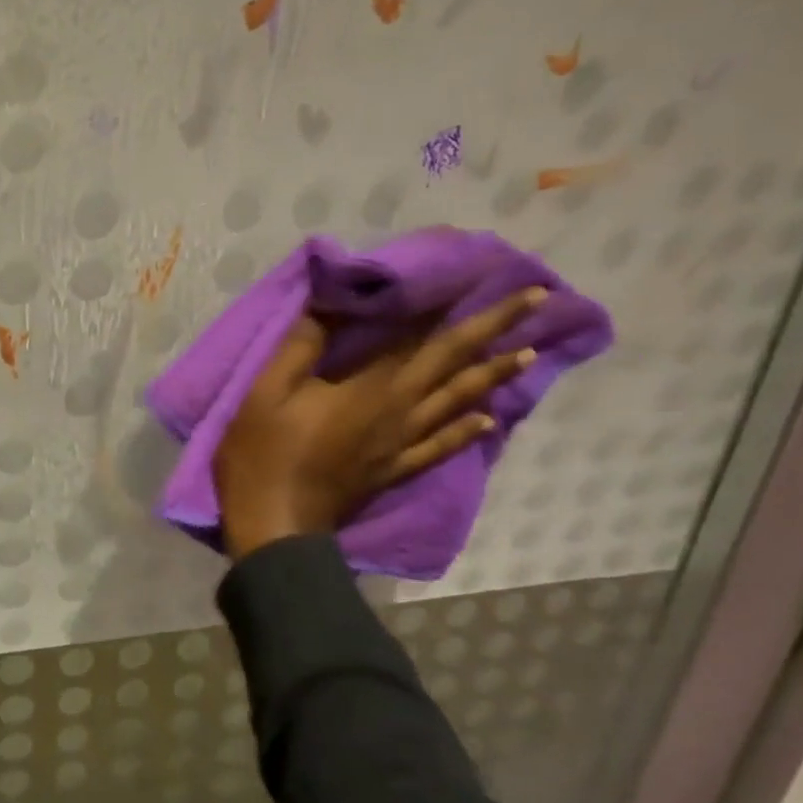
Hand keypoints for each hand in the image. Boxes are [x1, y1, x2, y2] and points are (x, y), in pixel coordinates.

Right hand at [214, 288, 546, 559]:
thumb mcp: (266, 391)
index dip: (460, 310)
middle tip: (538, 299)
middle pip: (455, 365)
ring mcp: (401, 445)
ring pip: (458, 403)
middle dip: (496, 330)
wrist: (274, 523)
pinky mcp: (393, 470)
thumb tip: (327, 306)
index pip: (426, 340)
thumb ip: (299, 347)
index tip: (492, 280)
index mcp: (373, 389)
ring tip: (529, 353)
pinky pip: (440, 447)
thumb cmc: (264, 452)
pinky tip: (488, 421)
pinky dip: (466, 431)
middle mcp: (401, 412)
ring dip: (493, 376)